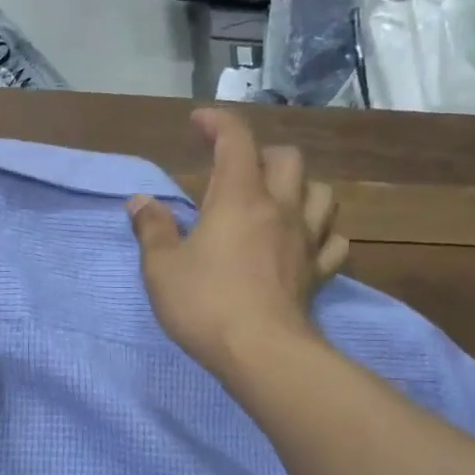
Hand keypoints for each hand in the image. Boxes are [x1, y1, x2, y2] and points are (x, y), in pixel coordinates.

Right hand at [128, 108, 348, 377]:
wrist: (260, 352)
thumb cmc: (204, 304)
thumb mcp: (161, 267)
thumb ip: (152, 229)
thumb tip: (140, 202)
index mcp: (239, 198)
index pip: (236, 140)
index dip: (218, 122)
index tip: (199, 122)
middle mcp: (279, 209)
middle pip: (287, 159)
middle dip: (262, 154)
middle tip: (237, 171)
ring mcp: (305, 240)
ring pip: (322, 193)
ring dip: (302, 187)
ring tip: (279, 200)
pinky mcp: (318, 272)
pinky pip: (334, 241)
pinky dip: (322, 233)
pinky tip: (307, 242)